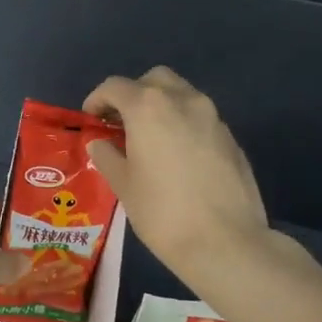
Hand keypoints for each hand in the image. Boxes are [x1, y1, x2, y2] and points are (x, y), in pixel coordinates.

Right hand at [83, 67, 268, 274]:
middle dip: (133, 95)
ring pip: (181, 95)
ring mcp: (212, 117)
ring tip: (148, 141)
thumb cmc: (162, 212)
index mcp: (149, 107)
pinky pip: (199, 118)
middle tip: (121, 124)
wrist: (225, 241)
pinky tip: (176, 158)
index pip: (115, 87)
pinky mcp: (230, 137)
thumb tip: (100, 144)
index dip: (97, 100)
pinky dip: (182, 125)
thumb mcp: (124, 185)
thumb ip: (107, 156)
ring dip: (160, 107)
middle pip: (153, 80)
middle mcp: (183, 100)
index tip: (91, 120)